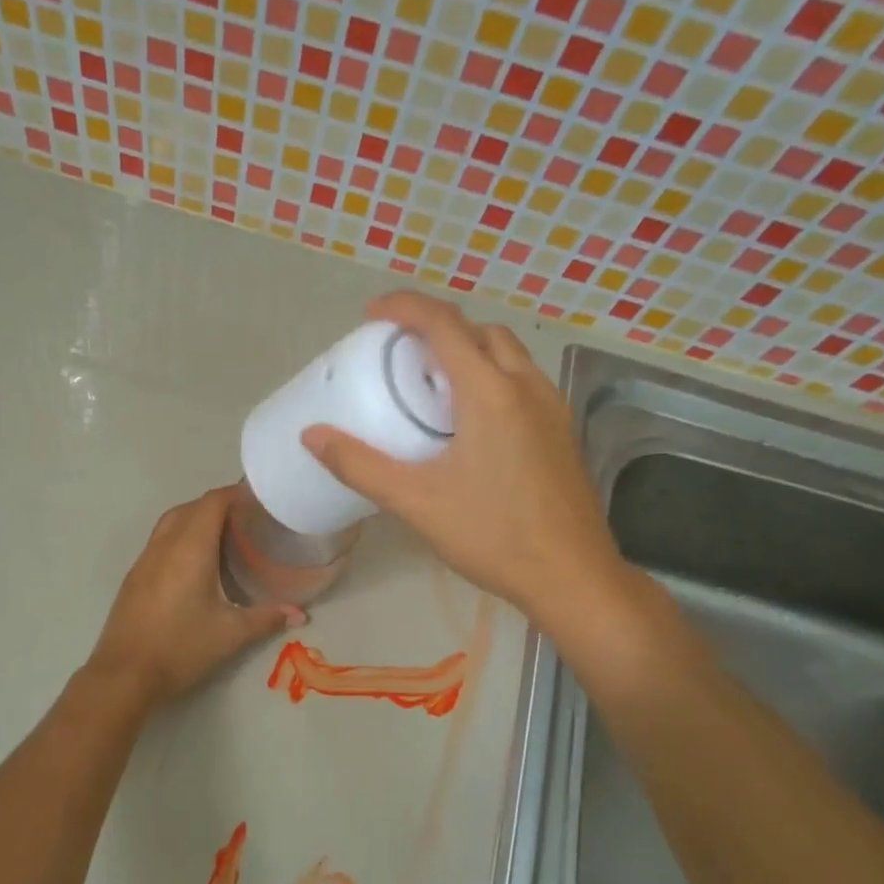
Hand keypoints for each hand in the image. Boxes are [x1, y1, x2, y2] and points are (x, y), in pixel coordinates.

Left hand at [88, 486, 302, 706]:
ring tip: (224, 537)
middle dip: (218, 505)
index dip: (235, 494)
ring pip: (171, 522)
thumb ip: (267, 618)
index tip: (259, 501)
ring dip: (196, 519)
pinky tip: (195, 563)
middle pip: (191, 507)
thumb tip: (300, 615)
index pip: (212, 502)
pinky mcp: (134, 576)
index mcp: (190, 549)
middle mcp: (164, 545)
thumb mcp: (230, 634)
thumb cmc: (181, 648)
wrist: (124, 674)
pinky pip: (160, 540)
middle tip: (247, 521)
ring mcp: (144, 559)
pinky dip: (180, 537)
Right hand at [302, 292, 627, 617]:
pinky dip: (491, 376)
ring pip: (507, 354)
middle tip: (400, 352)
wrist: (571, 576)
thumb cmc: (492, 536)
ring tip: (432, 383)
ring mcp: (551, 408)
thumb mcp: (416, 502)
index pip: (444, 324)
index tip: (371, 315)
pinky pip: (522, 381)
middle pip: (480, 331)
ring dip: (468, 350)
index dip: (405, 307)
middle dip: (438, 327)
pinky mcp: (561, 431)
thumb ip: (360, 466)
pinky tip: (470, 422)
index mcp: (490, 392)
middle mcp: (526, 386)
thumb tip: (312, 435)